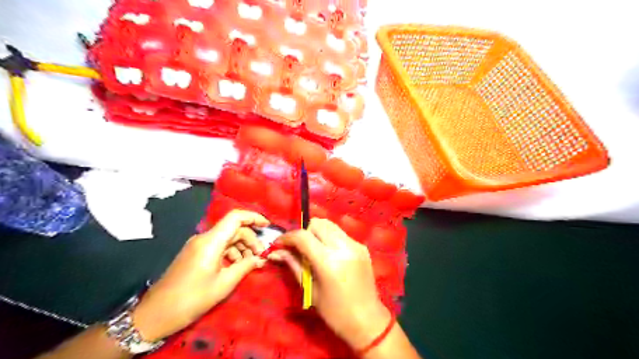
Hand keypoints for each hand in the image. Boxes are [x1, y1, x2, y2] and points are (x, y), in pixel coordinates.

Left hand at [130, 208, 267, 340]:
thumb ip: (245, 266)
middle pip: (233, 229)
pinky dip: (231, 252)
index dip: (253, 217)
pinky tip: (236, 266)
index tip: (267, 226)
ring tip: (250, 263)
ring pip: (227, 238)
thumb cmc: (192, 298)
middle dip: (250, 239)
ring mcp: (198, 245)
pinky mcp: (195, 253)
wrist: (156, 313)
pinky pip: (218, 246)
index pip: (235, 217)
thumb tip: (261, 259)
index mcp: (211, 241)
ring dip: (241, 247)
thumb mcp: (224, 284)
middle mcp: (204, 238)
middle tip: (261, 256)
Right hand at [268, 217, 391, 348]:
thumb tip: (275, 252)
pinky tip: (329, 254)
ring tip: (313, 249)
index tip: (279, 243)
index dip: (287, 237)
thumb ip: (293, 265)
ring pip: (330, 224)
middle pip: (317, 223)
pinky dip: (330, 238)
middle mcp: (343, 247)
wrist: (368, 320)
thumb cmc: (335, 312)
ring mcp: (355, 245)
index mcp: (328, 261)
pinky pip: (341, 233)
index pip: (303, 236)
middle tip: (299, 248)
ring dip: (317, 232)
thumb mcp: (310, 290)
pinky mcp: (362, 246)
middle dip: (304, 231)